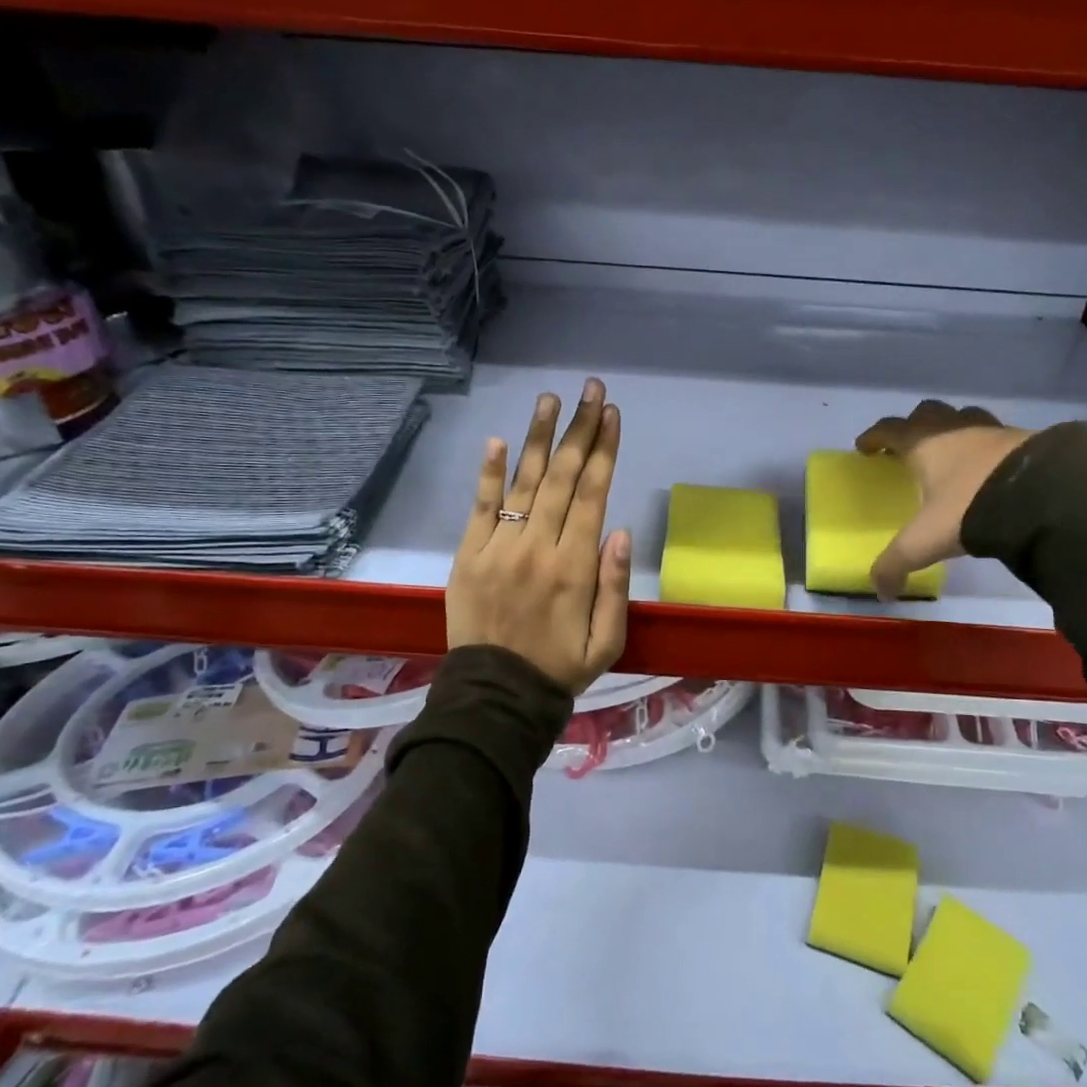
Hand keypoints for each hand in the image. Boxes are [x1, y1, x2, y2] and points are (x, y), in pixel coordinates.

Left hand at [446, 378, 631, 693]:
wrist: (495, 697)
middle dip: (580, 429)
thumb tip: (620, 531)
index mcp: (575, 567)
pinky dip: (490, 473)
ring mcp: (498, 548)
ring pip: (525, 482)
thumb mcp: (608, 641)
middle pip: (563, 477)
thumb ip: (616, 586)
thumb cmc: (560, 668)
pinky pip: (481, 507)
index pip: (593, 494)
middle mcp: (538, 547)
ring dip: (539, 437)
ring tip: (551, 399)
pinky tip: (500, 439)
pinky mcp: (467, 556)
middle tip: (591, 390)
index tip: (612, 414)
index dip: (604, 450)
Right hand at [855, 401, 1032, 600]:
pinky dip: (984, 444)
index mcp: (923, 444)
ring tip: (950, 450)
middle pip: (926, 413)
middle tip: (907, 445)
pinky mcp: (1022, 439)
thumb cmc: (969, 508)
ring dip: (951, 427)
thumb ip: (897, 564)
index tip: (863, 446)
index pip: (889, 430)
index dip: (874, 436)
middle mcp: (954, 429)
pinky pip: (995, 434)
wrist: (1039, 495)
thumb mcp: (925, 541)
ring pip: (963, 417)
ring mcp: (990, 430)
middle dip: (913, 424)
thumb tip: (881, 593)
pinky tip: (988, 464)